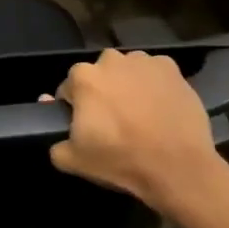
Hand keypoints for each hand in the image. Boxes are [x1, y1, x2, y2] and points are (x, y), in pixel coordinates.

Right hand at [49, 50, 225, 216]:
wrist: (178, 167)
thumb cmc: (121, 160)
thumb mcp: (74, 161)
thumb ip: (55, 140)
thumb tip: (50, 112)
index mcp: (83, 77)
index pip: (69, 88)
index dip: (76, 108)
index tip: (87, 127)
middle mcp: (111, 60)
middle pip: (99, 75)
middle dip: (102, 92)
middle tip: (114, 121)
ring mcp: (143, 61)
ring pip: (127, 71)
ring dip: (128, 85)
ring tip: (140, 115)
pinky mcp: (171, 68)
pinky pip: (154, 74)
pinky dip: (154, 86)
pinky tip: (160, 108)